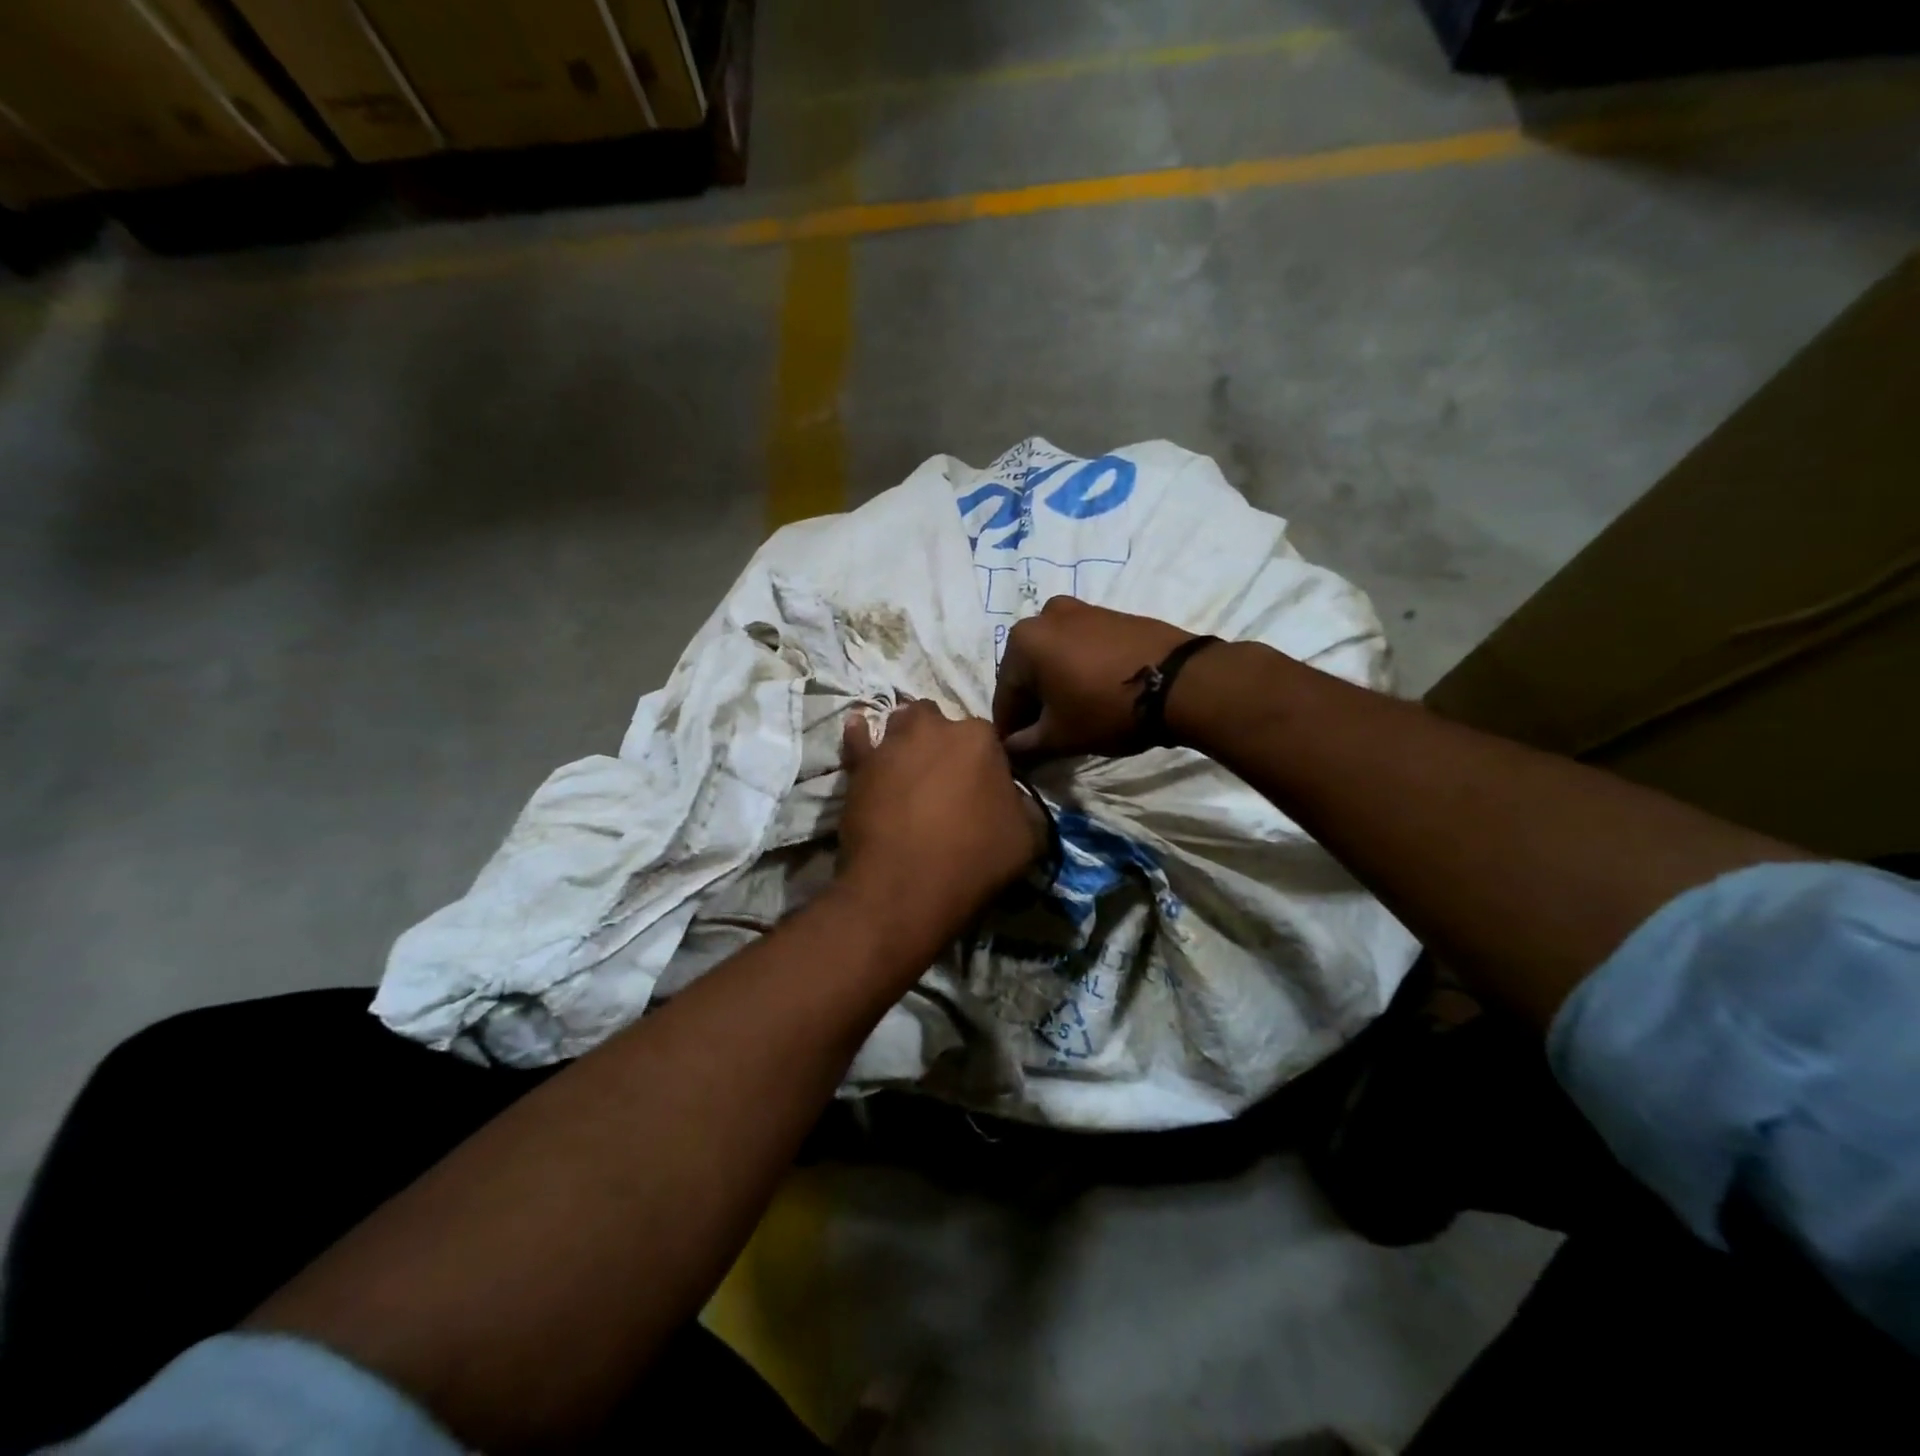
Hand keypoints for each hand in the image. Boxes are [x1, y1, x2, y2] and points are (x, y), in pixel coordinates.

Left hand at [836, 701, 1043, 955]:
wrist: (905, 887)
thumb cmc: (973, 859)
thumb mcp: (1028, 839)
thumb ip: (1025, 808)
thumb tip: (1016, 802)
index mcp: (981, 738)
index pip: (988, 739)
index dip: (985, 765)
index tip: (982, 789)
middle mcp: (935, 729)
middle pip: (940, 723)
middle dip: (942, 741)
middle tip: (944, 779)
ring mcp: (893, 744)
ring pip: (901, 724)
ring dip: (907, 738)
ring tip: (908, 765)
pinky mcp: (860, 765)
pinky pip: (858, 739)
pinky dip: (860, 735)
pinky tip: (859, 732)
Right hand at [993, 596, 1194, 756]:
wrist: (1181, 681)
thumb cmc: (1106, 708)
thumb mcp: (1060, 736)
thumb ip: (1025, 745)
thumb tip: (1009, 750)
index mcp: (1022, 641)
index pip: (1005, 696)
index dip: (1009, 731)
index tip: (1016, 755)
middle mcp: (1044, 616)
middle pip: (1028, 673)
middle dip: (1033, 706)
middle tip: (1044, 738)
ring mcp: (1081, 610)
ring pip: (1054, 658)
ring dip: (1055, 687)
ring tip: (1071, 718)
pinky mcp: (1111, 615)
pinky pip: (1080, 648)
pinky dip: (1077, 671)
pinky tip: (1092, 695)